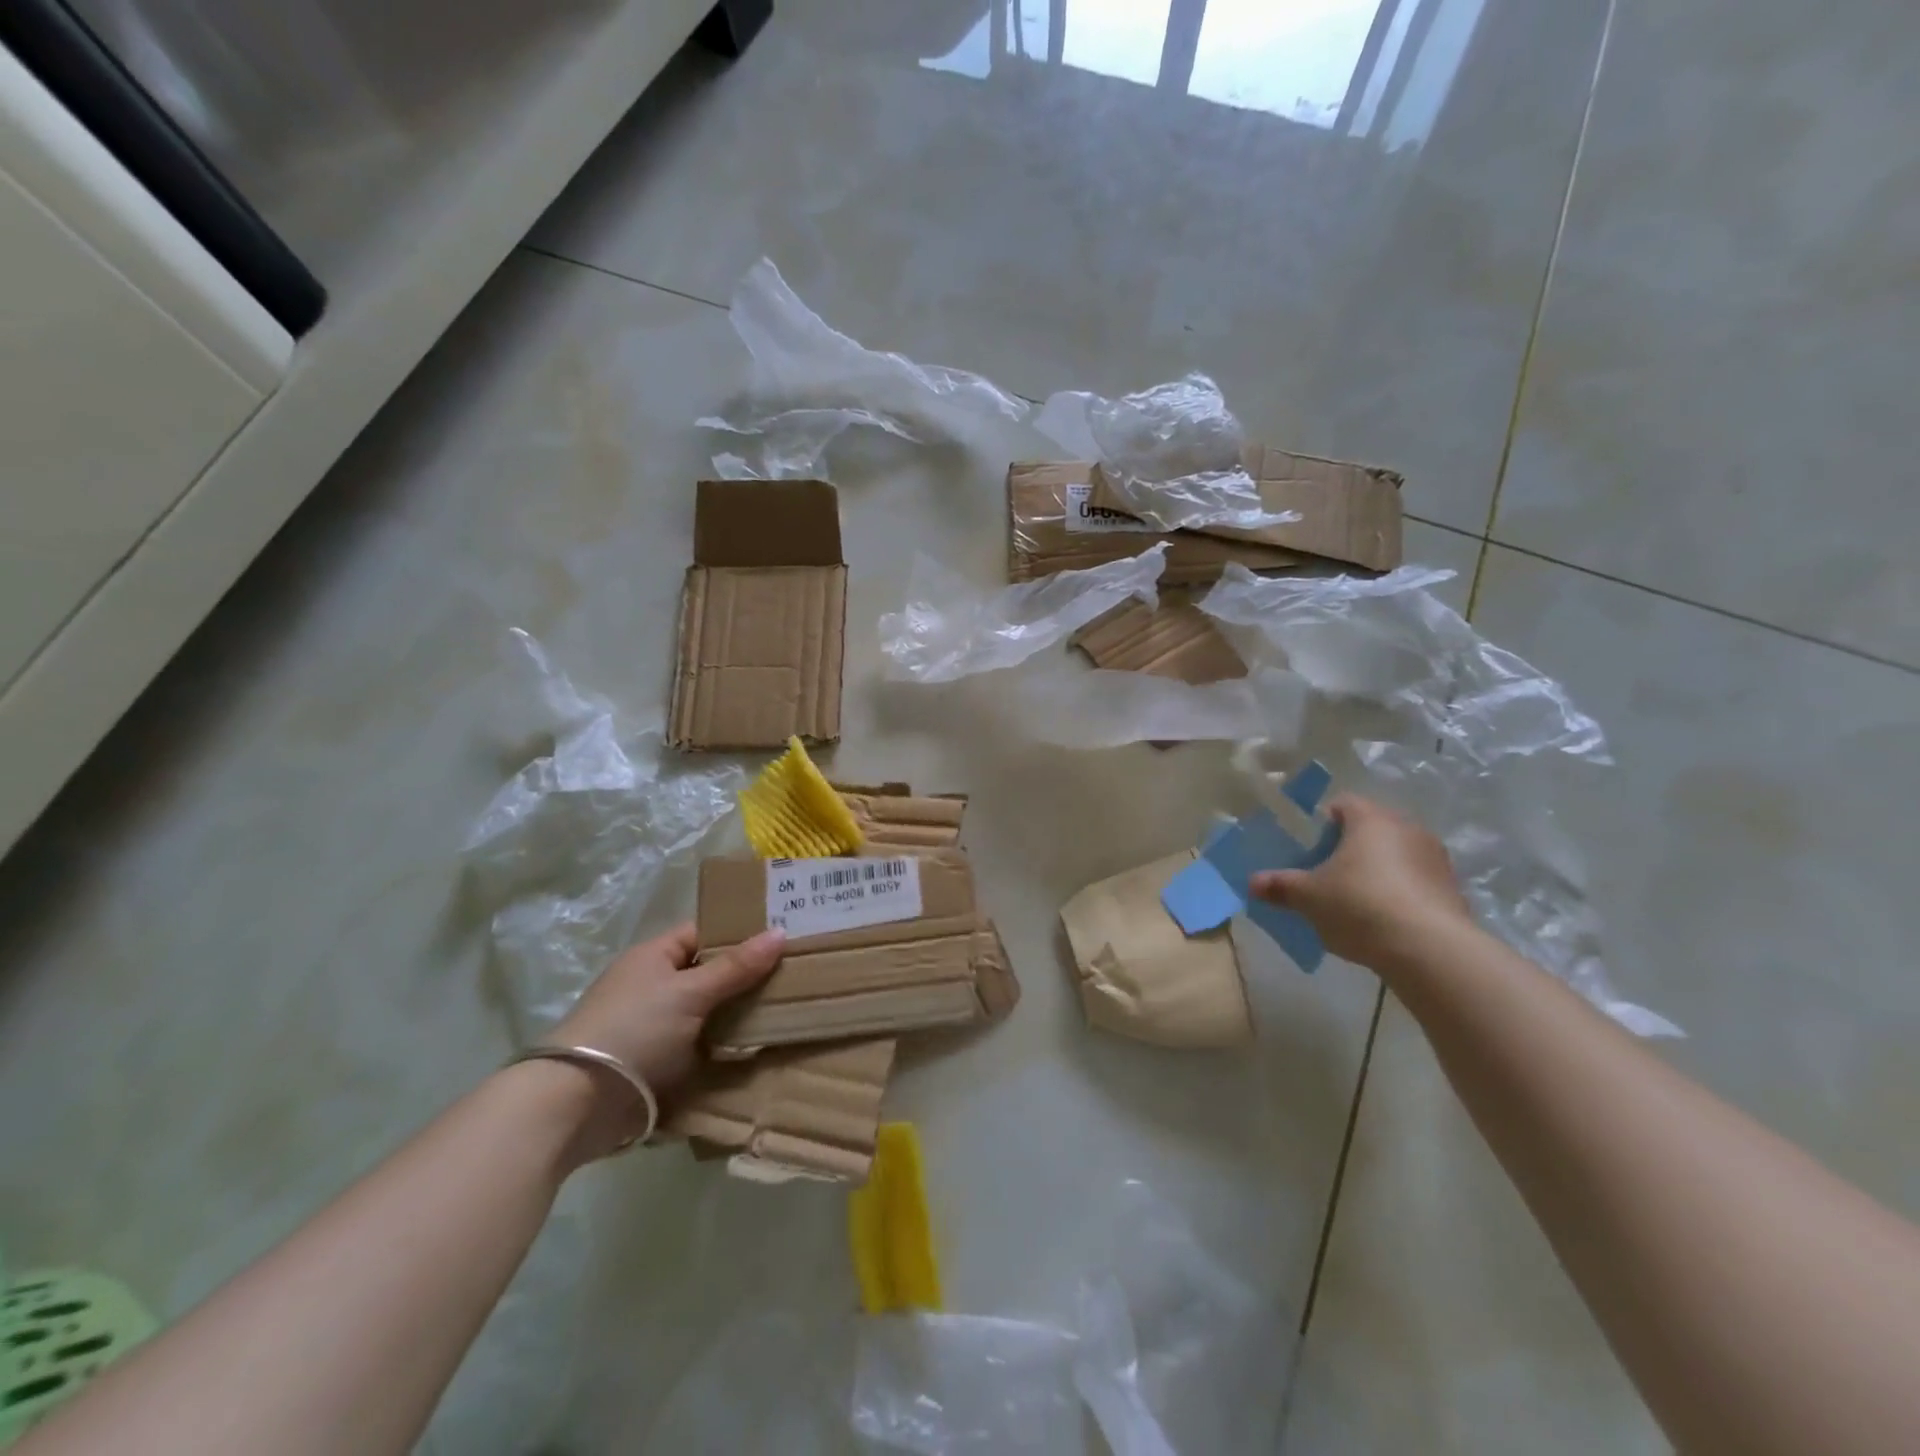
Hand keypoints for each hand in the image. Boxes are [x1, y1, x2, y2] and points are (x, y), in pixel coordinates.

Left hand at [546, 921, 784, 1142]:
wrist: (577, 1104)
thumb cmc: (634, 1030)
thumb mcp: (690, 992)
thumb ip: (735, 966)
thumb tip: (780, 932)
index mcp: (654, 956)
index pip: (704, 932)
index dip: (741, 932)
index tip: (783, 936)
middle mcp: (653, 985)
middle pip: (709, 973)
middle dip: (747, 976)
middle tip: (796, 975)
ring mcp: (654, 1025)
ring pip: (709, 1012)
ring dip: (739, 1015)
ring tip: (789, 1010)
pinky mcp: (656, 1062)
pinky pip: (701, 1045)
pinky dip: (724, 1047)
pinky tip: (758, 1049)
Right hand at [1250, 795, 1471, 969]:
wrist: (1430, 950)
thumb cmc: (1360, 905)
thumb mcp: (1308, 897)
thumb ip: (1280, 886)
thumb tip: (1252, 883)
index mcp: (1371, 819)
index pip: (1343, 804)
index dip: (1322, 823)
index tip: (1309, 850)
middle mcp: (1408, 829)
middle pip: (1371, 830)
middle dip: (1349, 849)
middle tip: (1327, 876)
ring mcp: (1436, 860)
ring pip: (1396, 856)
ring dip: (1377, 872)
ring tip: (1356, 903)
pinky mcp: (1453, 891)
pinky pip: (1416, 883)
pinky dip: (1399, 895)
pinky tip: (1384, 923)